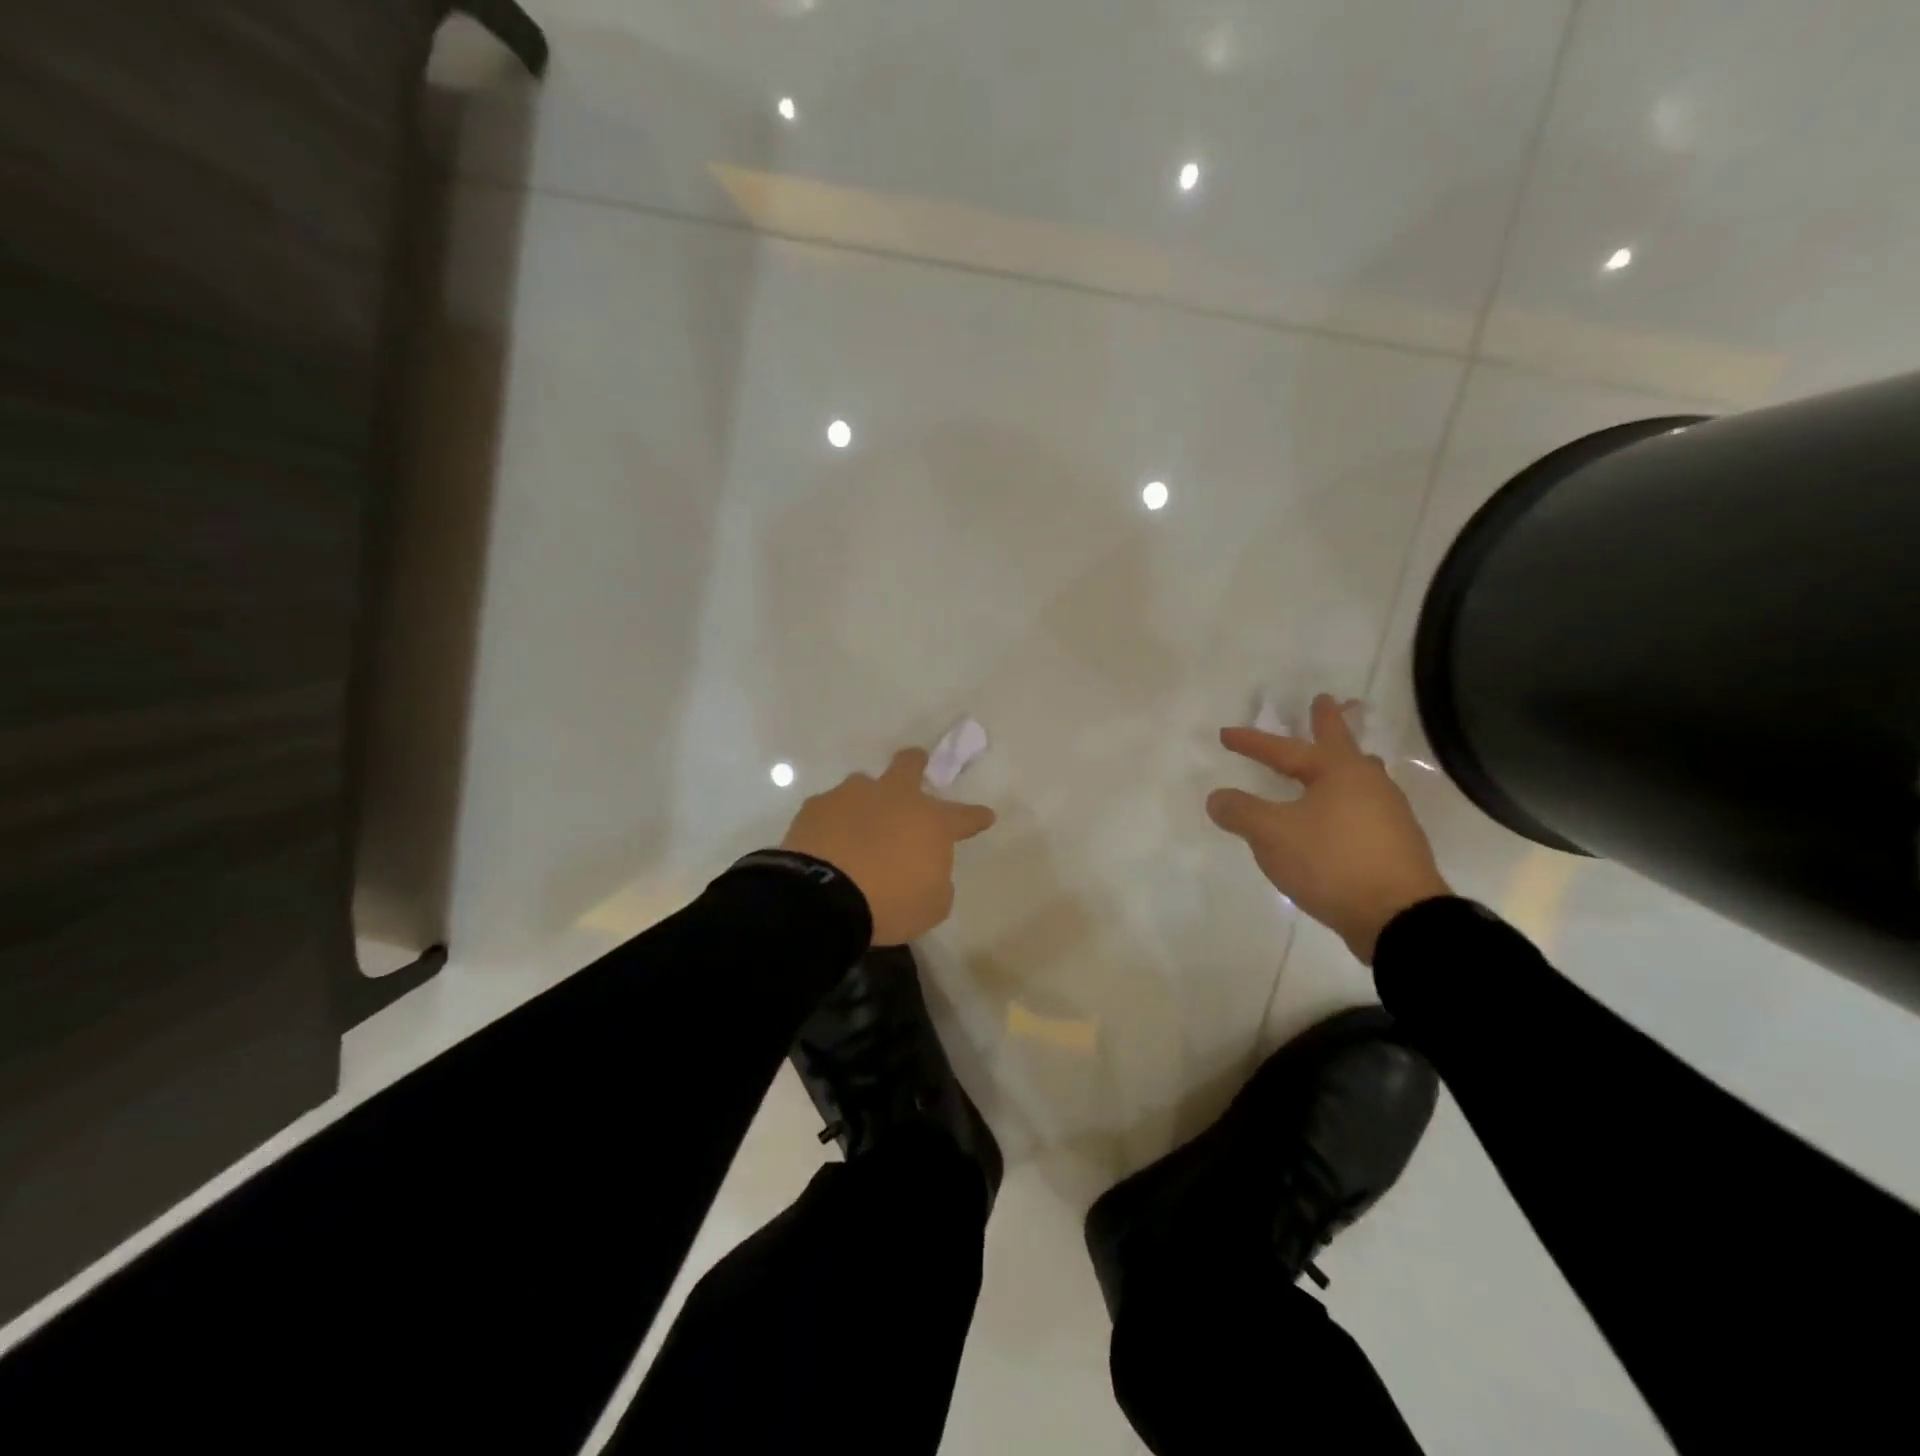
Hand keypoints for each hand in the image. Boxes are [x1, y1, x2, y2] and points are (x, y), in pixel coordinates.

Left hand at [781, 748, 996, 945]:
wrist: (823, 897)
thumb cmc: (889, 903)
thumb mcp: (931, 906)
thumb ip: (937, 882)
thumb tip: (928, 871)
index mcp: (931, 822)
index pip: (964, 816)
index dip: (976, 817)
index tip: (985, 816)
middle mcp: (895, 798)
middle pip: (909, 765)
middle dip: (916, 763)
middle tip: (917, 766)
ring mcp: (852, 796)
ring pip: (864, 784)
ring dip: (867, 800)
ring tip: (859, 825)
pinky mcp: (816, 806)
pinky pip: (830, 807)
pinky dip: (833, 822)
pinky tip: (828, 841)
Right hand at [1206, 695, 1448, 962]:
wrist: (1398, 917)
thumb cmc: (1331, 861)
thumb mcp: (1272, 835)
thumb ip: (1241, 812)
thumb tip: (1217, 798)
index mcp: (1338, 771)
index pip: (1284, 749)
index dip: (1252, 743)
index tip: (1225, 734)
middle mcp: (1368, 783)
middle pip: (1342, 744)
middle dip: (1328, 722)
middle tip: (1324, 701)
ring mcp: (1389, 813)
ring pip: (1360, 775)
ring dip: (1344, 762)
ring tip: (1337, 758)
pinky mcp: (1396, 844)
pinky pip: (1365, 807)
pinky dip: (1346, 800)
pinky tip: (1341, 815)